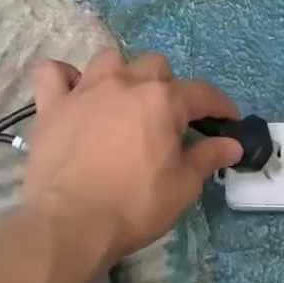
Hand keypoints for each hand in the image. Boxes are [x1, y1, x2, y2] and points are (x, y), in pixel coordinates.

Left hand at [22, 49, 241, 264]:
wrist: (71, 222)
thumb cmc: (135, 205)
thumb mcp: (183, 186)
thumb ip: (207, 158)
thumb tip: (232, 144)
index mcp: (163, 101)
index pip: (202, 93)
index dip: (220, 106)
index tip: (228, 120)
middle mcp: (125, 84)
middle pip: (155, 66)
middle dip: (168, 87)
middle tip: (169, 119)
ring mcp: (85, 91)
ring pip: (109, 60)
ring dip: (122, 74)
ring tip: (123, 101)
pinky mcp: (51, 106)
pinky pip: (52, 73)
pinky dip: (64, 78)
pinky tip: (72, 93)